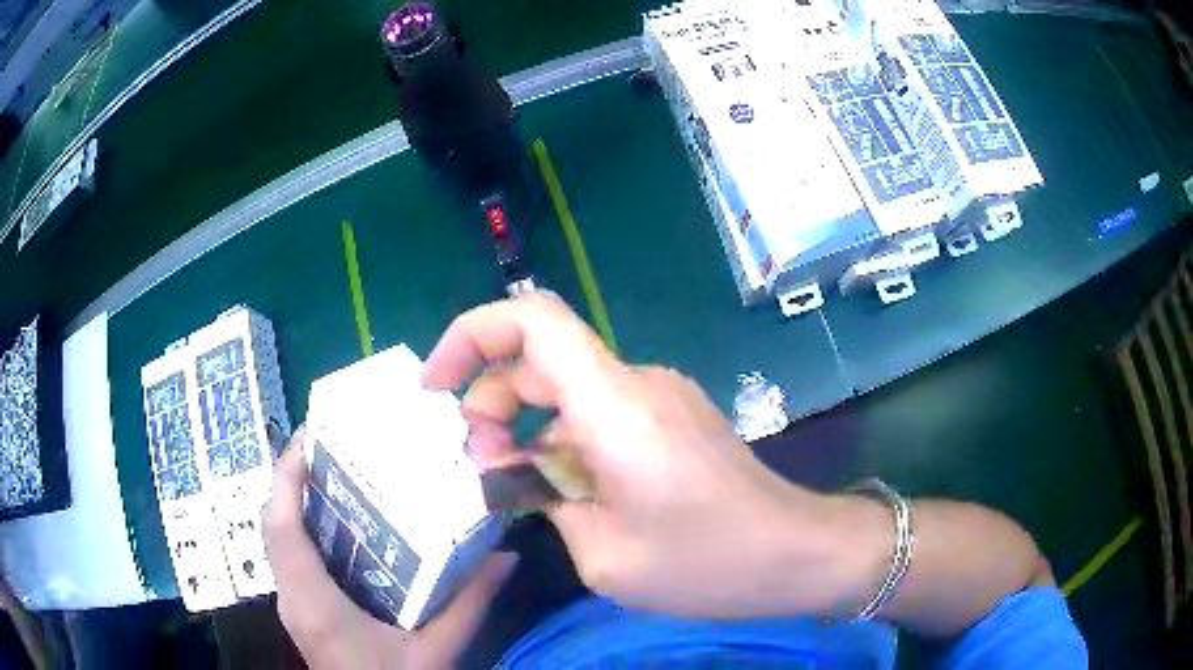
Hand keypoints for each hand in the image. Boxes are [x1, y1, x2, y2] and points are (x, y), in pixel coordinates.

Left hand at [262, 428, 518, 668]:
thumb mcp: (437, 651)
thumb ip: (470, 605)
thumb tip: (505, 557)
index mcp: (314, 602)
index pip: (281, 527)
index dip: (286, 476)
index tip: (308, 435)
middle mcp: (291, 597)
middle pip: (273, 525)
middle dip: (291, 480)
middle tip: (330, 447)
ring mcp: (291, 605)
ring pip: (278, 540)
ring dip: (294, 503)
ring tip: (334, 475)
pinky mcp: (300, 612)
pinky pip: (290, 558)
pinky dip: (302, 529)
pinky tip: (338, 528)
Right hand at [424, 293, 868, 618]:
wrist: (795, 553)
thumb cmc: (706, 563)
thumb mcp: (604, 554)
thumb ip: (545, 502)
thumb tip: (515, 474)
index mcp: (614, 404)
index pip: (532, 319)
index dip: (471, 335)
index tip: (436, 386)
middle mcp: (636, 382)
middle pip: (540, 358)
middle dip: (491, 403)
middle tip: (478, 468)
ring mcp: (659, 395)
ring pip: (568, 388)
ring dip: (527, 427)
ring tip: (513, 487)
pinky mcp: (672, 416)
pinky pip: (600, 410)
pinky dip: (564, 438)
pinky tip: (561, 488)